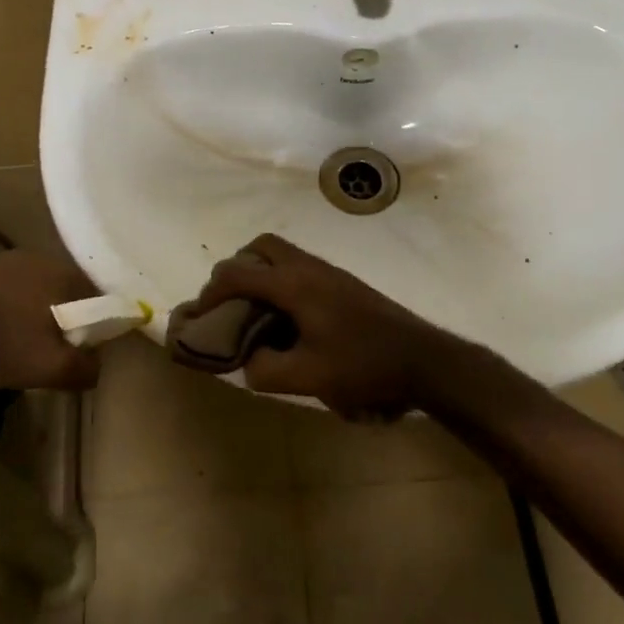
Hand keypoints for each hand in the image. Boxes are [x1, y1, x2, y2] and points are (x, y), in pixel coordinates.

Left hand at [0, 250, 102, 391]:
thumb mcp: (50, 368)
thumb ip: (84, 368)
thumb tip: (95, 367)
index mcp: (60, 271)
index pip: (96, 295)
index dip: (97, 324)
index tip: (86, 350)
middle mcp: (33, 257)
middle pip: (61, 291)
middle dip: (62, 320)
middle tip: (53, 352)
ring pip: (28, 291)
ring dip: (29, 316)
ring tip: (17, 348)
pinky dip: (0, 313)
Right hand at [180, 234, 459, 417]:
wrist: (422, 358)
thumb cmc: (363, 365)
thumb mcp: (309, 377)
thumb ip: (266, 370)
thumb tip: (248, 363)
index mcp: (294, 284)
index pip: (239, 273)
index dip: (212, 290)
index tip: (200, 313)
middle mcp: (308, 267)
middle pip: (261, 246)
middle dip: (236, 268)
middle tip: (228, 301)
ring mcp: (328, 272)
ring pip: (282, 253)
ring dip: (260, 272)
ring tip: (254, 311)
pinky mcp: (343, 283)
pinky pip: (298, 267)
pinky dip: (280, 280)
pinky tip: (287, 318)